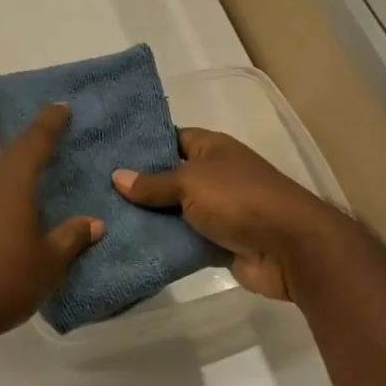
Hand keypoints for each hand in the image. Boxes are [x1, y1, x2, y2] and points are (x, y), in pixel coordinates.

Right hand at [113, 127, 338, 300]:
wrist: (289, 247)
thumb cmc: (239, 198)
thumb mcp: (189, 182)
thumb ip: (153, 183)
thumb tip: (116, 177)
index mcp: (212, 148)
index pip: (172, 138)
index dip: (143, 144)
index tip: (108, 152)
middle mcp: (214, 175)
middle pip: (169, 177)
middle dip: (138, 185)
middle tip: (96, 189)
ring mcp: (217, 210)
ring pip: (173, 211)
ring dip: (147, 218)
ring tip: (104, 218)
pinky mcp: (217, 242)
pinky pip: (183, 239)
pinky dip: (162, 243)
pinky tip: (128, 244)